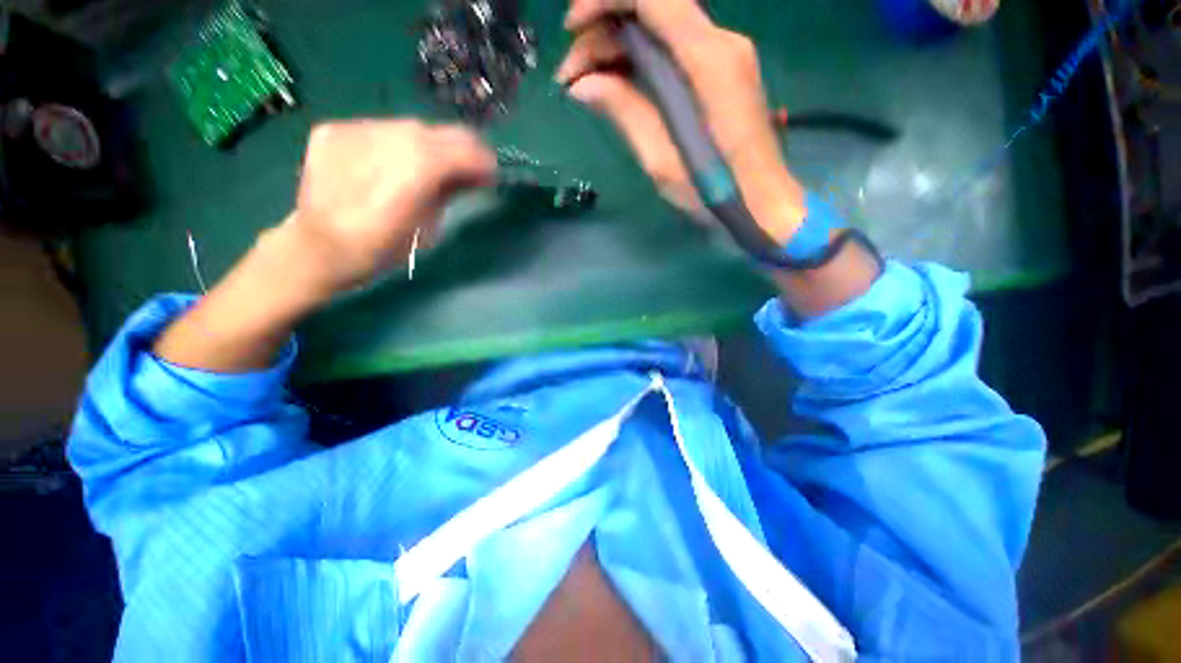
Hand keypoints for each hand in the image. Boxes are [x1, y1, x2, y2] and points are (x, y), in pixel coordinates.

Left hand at [281, 119, 496, 295]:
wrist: (318, 248)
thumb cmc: (381, 252)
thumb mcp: (428, 230)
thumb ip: (449, 194)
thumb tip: (474, 174)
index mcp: (406, 179)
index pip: (453, 151)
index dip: (477, 158)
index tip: (491, 170)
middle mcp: (378, 144)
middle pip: (432, 133)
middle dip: (458, 148)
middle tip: (470, 166)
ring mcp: (351, 132)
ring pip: (408, 127)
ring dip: (430, 145)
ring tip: (434, 165)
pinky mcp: (333, 130)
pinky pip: (381, 129)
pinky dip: (400, 143)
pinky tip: (397, 163)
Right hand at [555, 0, 804, 241]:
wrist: (763, 203)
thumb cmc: (714, 193)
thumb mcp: (661, 160)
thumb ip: (625, 112)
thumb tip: (583, 84)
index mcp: (707, 60)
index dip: (603, 1)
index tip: (570, 31)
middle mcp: (721, 43)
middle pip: (653, 8)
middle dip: (603, 32)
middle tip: (571, 77)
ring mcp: (726, 55)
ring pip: (661, 28)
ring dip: (618, 47)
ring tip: (586, 84)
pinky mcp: (723, 73)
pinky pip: (673, 49)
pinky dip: (640, 59)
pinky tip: (617, 85)